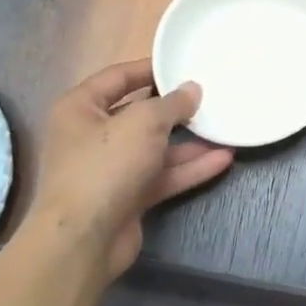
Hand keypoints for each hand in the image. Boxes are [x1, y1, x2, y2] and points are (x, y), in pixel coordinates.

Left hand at [25, 59, 233, 279]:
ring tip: (224, 130)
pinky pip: (161, 176)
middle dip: (175, 110)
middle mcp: (91, 136)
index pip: (117, 77)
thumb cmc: (105, 166)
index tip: (181, 64)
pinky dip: (188, 169)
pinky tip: (223, 160)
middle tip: (209, 99)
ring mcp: (110, 169)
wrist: (83, 240)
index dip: (149, 69)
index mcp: (80, 108)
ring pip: (154, 149)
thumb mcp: (143, 123)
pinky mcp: (127, 197)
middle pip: (138, 115)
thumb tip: (192, 89)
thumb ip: (171, 104)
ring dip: (188, 143)